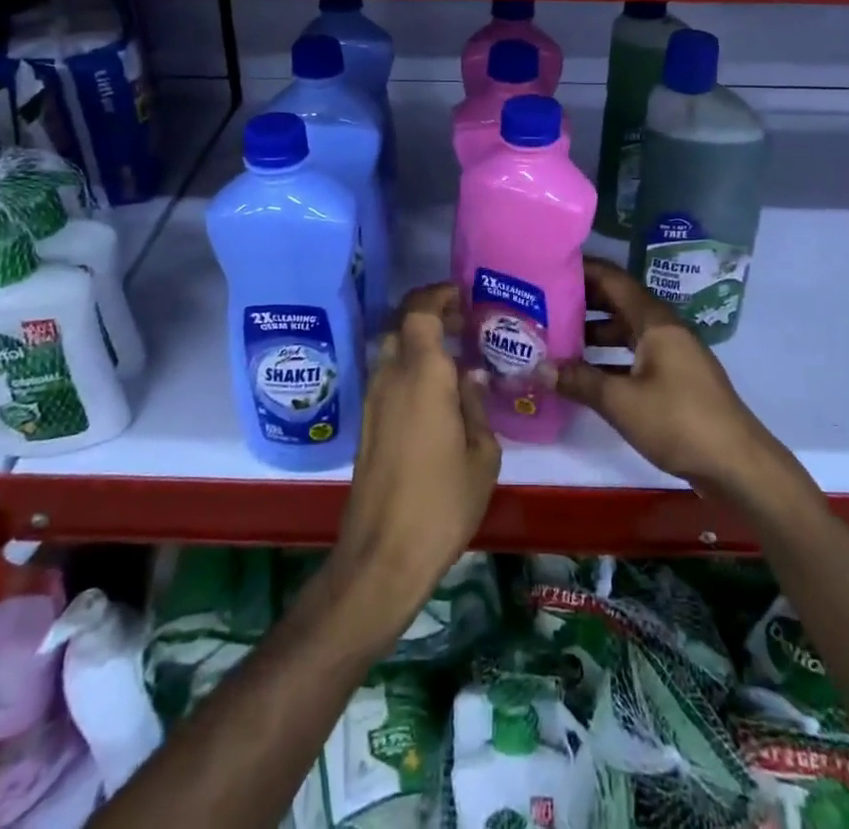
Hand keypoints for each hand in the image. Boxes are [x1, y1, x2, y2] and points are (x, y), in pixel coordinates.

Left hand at [332, 283, 500, 631]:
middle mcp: (391, 376)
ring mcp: (373, 399)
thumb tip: (471, 375)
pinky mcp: (367, 422)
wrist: (383, 554)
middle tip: (465, 325)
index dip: (439, 294)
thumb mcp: (481, 454)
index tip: (465, 295)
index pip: (420, 310)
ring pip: (394, 349)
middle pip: (404, 324)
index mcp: (422, 374)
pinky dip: (410, 368)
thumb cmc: (442, 501)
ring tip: (455, 358)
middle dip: (432, 315)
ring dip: (420, 343)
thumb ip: (476, 404)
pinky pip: (389, 376)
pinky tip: (437, 393)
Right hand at [554, 258, 789, 495]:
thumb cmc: (679, 421)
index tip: (547, 267)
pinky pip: (634, 354)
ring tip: (555, 337)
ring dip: (593, 332)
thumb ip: (580, 381)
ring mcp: (672, 353)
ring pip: (625, 330)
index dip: (582, 270)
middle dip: (581, 301)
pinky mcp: (675, 378)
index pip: (613, 279)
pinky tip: (583, 373)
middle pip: (618, 302)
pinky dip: (608, 357)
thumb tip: (539, 368)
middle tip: (542, 303)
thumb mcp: (621, 402)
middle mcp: (664, 328)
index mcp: (655, 321)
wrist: (738, 465)